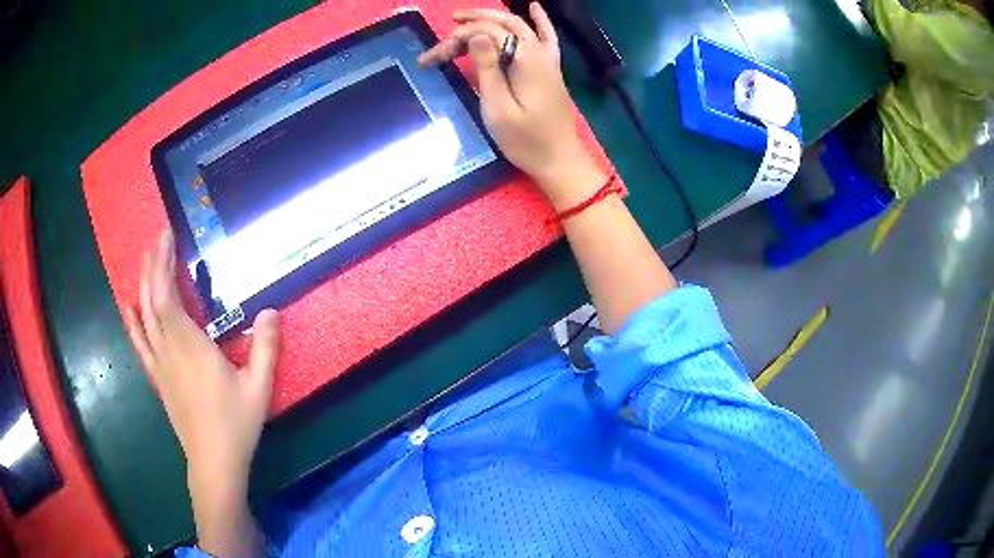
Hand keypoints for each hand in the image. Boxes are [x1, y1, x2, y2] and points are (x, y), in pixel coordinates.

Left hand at [123, 231, 278, 520]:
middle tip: (158, 238)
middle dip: (154, 266)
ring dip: (144, 285)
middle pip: (153, 300)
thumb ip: (266, 348)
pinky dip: (132, 322)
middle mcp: (170, 350)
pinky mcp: (159, 378)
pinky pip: (140, 344)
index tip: (166, 237)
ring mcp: (160, 365)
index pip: (168, 297)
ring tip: (146, 259)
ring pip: (145, 317)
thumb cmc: (236, 425)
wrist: (214, 463)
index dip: (164, 264)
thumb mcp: (259, 388)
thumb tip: (270, 310)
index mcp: (191, 348)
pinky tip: (128, 306)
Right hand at [419, 3, 604, 204]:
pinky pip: (546, 37)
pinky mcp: (550, 69)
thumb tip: (476, 35)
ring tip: (468, 17)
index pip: (488, 34)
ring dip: (494, 18)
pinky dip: (540, 20)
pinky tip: (535, 6)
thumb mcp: (498, 107)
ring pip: (520, 27)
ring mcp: (548, 60)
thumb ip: (488, 68)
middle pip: (503, 25)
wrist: (560, 160)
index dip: (458, 40)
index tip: (431, 59)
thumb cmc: (526, 140)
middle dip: (474, 21)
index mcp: (525, 60)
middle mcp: (539, 52)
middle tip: (450, 23)